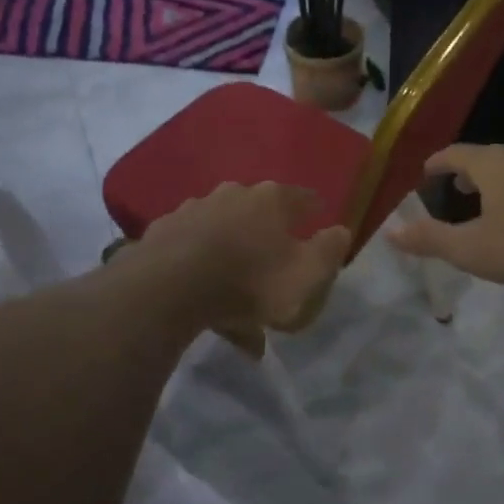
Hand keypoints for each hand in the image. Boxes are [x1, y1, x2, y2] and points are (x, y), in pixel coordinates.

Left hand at [133, 182, 351, 333]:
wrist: (168, 289)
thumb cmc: (250, 281)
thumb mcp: (307, 274)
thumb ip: (329, 251)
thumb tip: (340, 231)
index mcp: (271, 200)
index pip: (303, 198)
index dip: (314, 210)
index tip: (319, 221)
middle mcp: (232, 195)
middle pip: (259, 215)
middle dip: (270, 238)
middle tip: (277, 268)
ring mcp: (193, 212)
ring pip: (225, 238)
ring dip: (235, 264)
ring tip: (241, 307)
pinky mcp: (163, 235)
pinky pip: (195, 257)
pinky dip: (205, 276)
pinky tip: (208, 308)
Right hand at [388, 144, 503, 285]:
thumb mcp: (473, 248)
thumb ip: (431, 240)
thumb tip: (391, 233)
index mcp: (491, 164)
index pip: (453, 154)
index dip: (436, 164)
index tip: (425, 176)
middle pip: (486, 158)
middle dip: (467, 175)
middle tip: (455, 196)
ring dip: (498, 184)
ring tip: (492, 207)